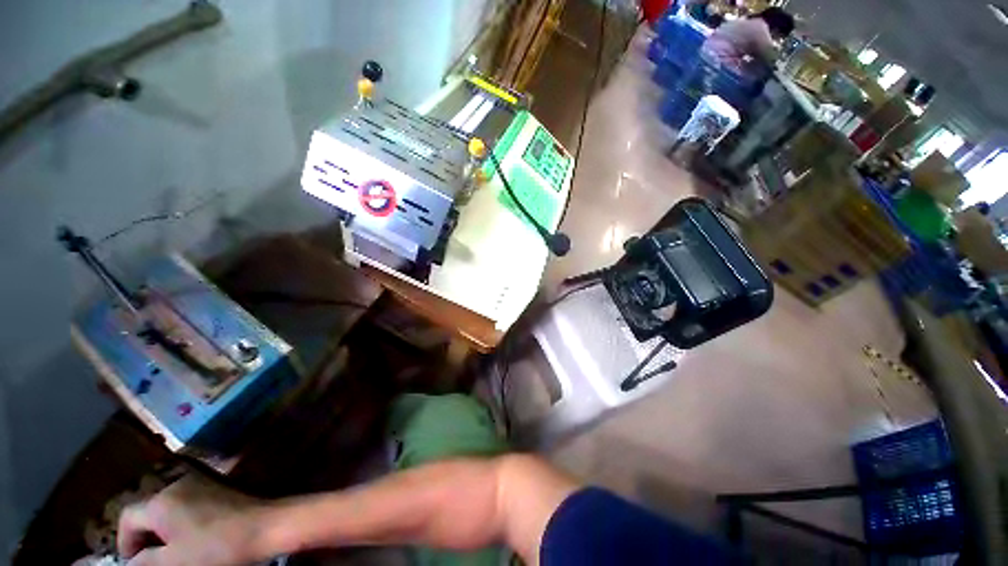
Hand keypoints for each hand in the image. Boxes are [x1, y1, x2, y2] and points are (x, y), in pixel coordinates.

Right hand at [118, 474, 268, 565]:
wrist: (266, 526)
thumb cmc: (216, 547)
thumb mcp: (173, 562)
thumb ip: (145, 562)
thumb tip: (132, 562)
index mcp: (161, 501)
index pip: (127, 518)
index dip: (125, 543)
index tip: (133, 564)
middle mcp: (178, 485)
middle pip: (148, 511)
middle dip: (145, 537)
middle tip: (154, 561)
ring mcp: (201, 483)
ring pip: (169, 508)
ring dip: (164, 531)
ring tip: (174, 552)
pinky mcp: (219, 488)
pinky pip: (189, 505)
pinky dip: (183, 522)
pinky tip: (194, 538)